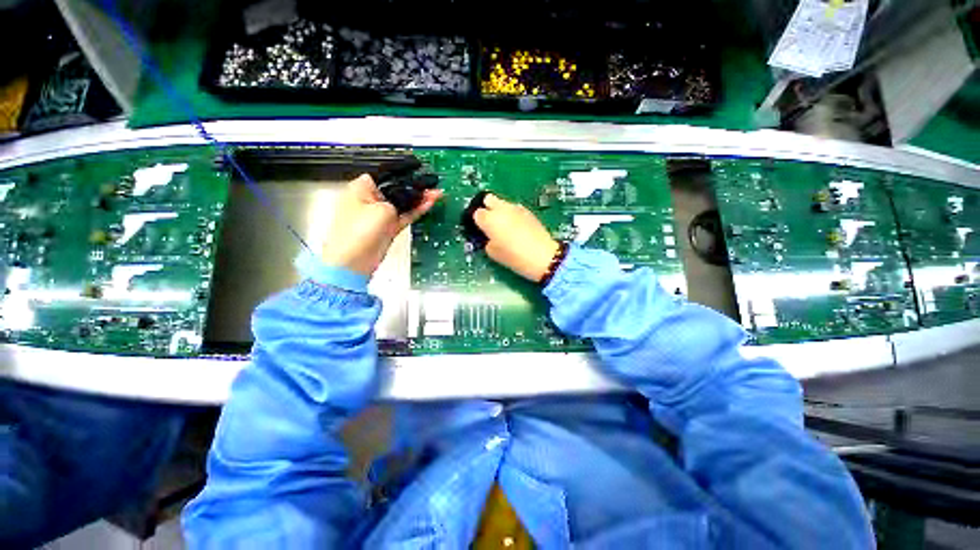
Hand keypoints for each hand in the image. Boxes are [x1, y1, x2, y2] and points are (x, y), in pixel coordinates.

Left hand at [321, 174, 441, 275]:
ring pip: (403, 203)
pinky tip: (429, 204)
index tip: (420, 169)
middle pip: (396, 189)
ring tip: (437, 193)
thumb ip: (400, 200)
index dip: (403, 171)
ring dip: (419, 199)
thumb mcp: (382, 210)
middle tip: (433, 183)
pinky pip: (405, 215)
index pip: (385, 174)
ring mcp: (381, 215)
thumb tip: (413, 198)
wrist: (353, 263)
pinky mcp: (389, 227)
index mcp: (361, 188)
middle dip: (415, 187)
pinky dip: (417, 210)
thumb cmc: (360, 231)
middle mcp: (371, 199)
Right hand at [474, 194, 559, 281]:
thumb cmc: (514, 257)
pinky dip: (512, 214)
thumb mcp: (493, 253)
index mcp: (490, 219)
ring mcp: (516, 208)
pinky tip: (516, 227)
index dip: (478, 222)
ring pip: (502, 202)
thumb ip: (486, 240)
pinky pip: (514, 208)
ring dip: (500, 210)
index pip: (477, 213)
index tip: (481, 230)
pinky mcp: (528, 211)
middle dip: (487, 208)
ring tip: (504, 226)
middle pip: (488, 198)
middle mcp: (501, 209)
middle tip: (490, 222)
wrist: (543, 256)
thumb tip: (488, 236)